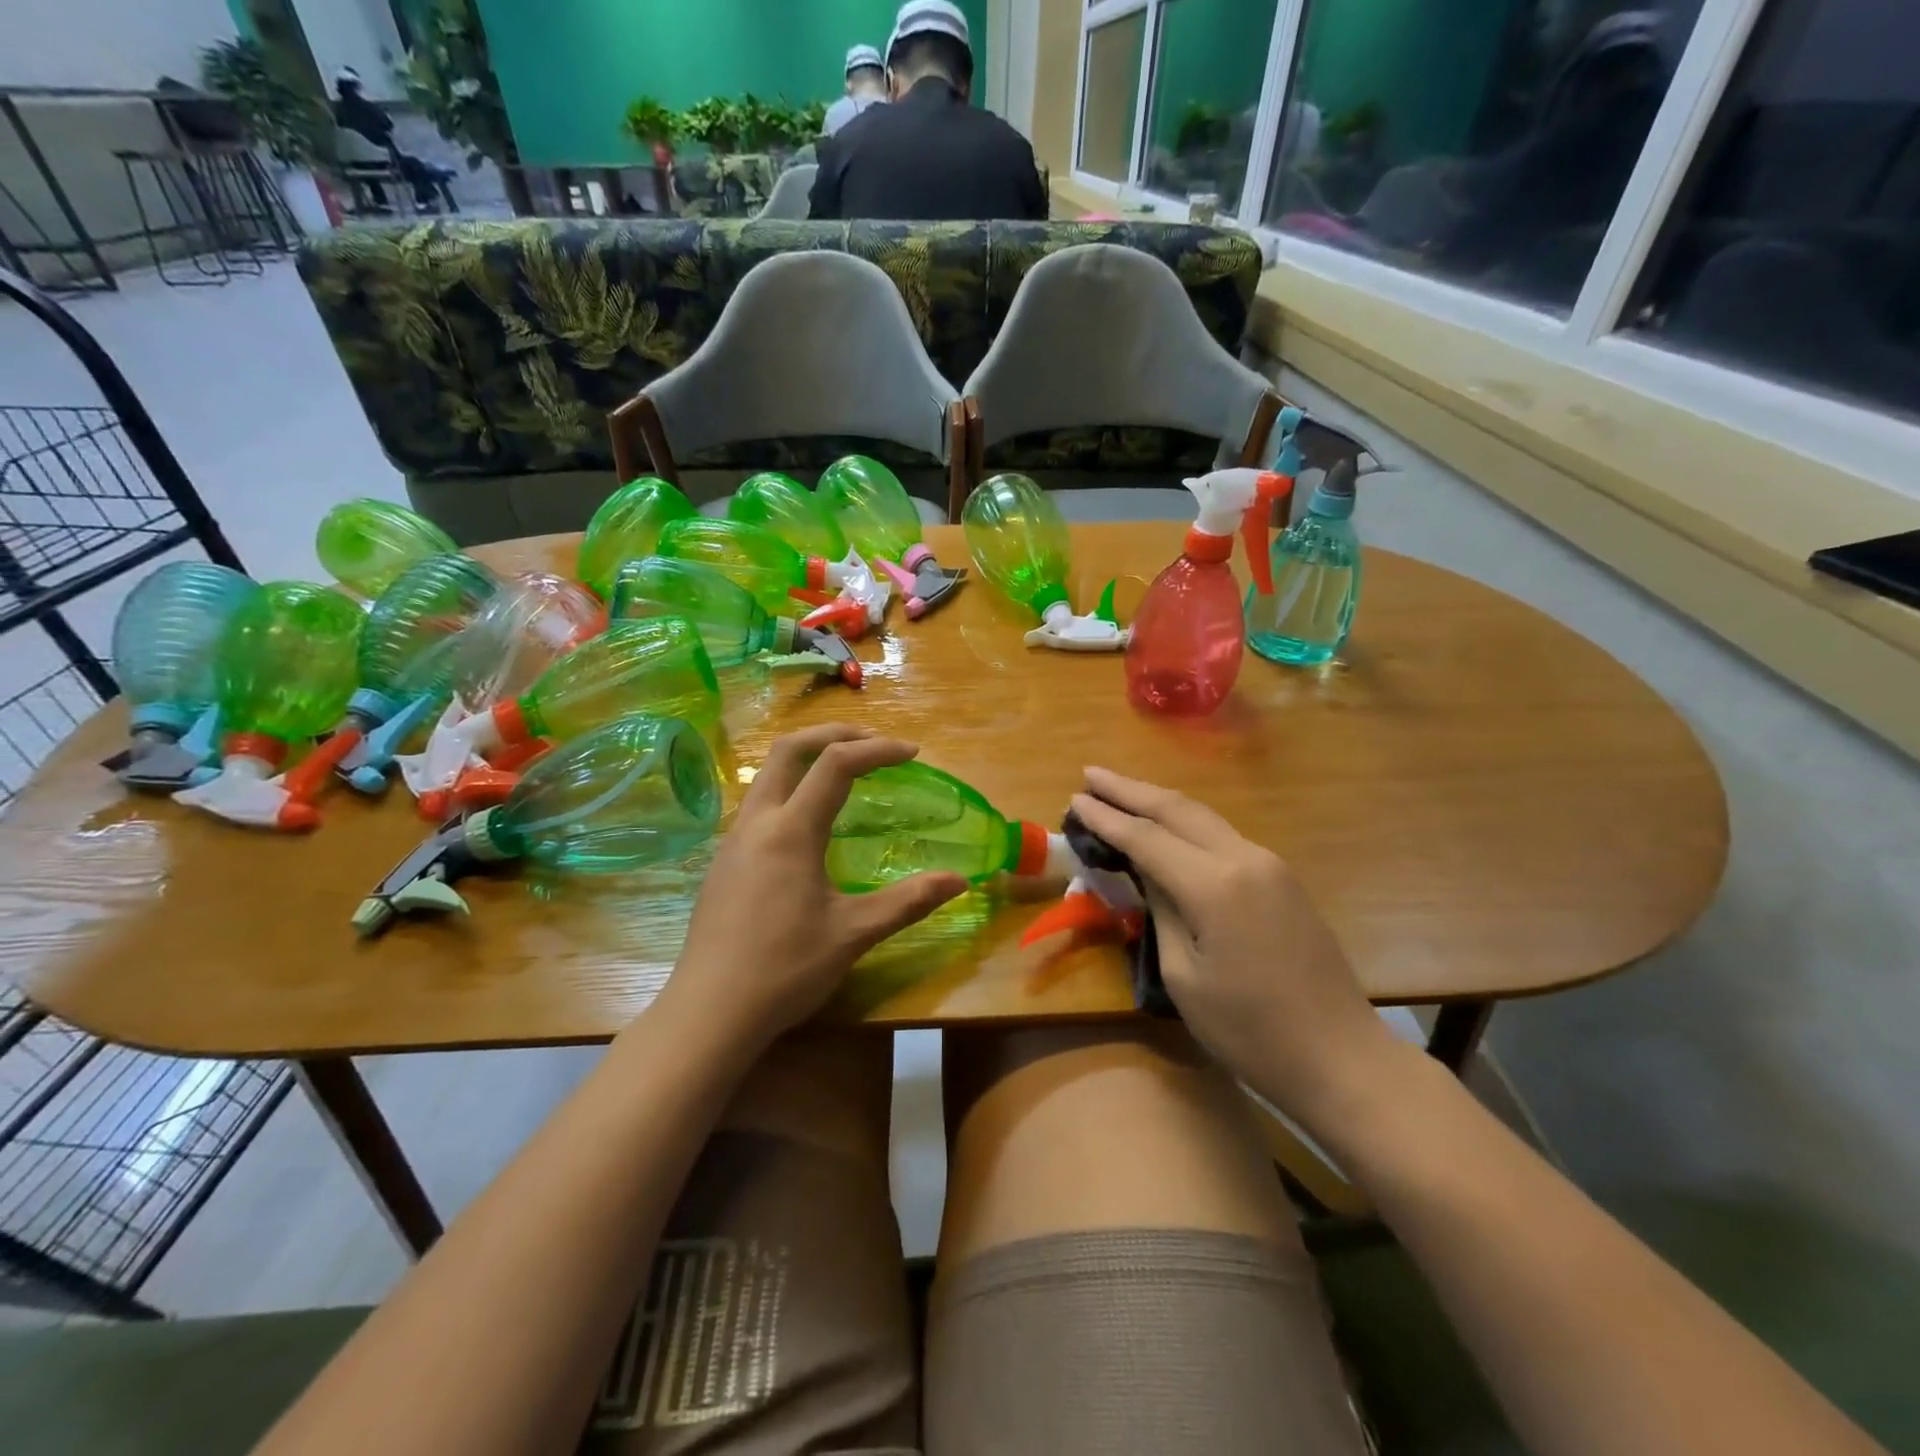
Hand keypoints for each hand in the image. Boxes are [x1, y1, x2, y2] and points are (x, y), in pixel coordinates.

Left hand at [669, 724, 965, 1047]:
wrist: (708, 1013)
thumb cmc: (785, 970)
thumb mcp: (853, 934)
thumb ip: (908, 901)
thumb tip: (960, 881)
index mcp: (791, 831)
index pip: (836, 765)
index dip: (878, 750)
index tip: (912, 753)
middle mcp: (757, 822)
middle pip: (789, 749)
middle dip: (834, 734)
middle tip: (874, 742)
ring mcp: (733, 841)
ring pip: (767, 774)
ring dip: (808, 758)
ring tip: (846, 771)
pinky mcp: (724, 862)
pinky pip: (759, 803)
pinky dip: (790, 788)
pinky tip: (810, 823)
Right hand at [1070, 767, 1396, 1127]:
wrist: (1341, 1057)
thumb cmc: (1250, 1030)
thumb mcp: (1184, 976)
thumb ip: (1160, 911)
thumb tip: (1146, 874)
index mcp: (1214, 885)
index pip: (1146, 837)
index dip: (1106, 818)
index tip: (1073, 798)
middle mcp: (1244, 859)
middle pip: (1177, 809)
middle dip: (1129, 789)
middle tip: (1090, 774)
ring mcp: (1269, 864)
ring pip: (1203, 816)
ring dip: (1158, 801)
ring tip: (1120, 791)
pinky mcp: (1281, 878)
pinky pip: (1222, 836)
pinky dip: (1185, 823)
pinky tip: (1166, 825)